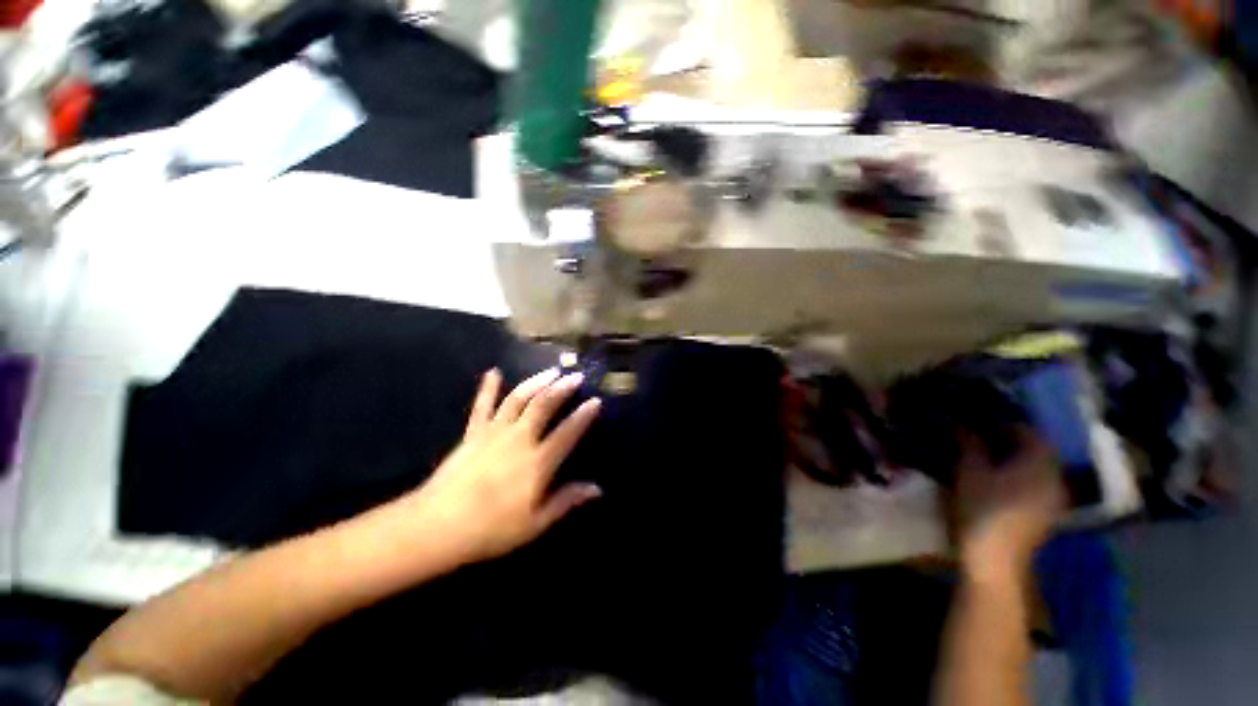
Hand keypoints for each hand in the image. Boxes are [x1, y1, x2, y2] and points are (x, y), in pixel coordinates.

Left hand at [403, 368, 602, 564]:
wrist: (437, 526)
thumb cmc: (490, 529)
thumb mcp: (535, 523)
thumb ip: (566, 501)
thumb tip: (597, 489)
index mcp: (538, 462)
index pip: (567, 433)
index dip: (583, 416)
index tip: (595, 401)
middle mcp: (519, 439)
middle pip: (543, 406)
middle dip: (562, 388)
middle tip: (576, 375)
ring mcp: (494, 432)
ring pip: (518, 399)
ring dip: (536, 382)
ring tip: (550, 371)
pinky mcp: (473, 433)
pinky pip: (482, 405)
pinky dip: (488, 388)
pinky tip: (494, 372)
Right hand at [952, 430, 1066, 583]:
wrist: (995, 559)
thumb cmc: (982, 510)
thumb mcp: (969, 472)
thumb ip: (970, 445)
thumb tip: (962, 423)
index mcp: (1040, 464)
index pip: (1028, 432)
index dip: (1003, 422)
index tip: (979, 419)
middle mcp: (1055, 477)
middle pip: (1037, 449)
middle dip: (1011, 439)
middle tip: (981, 434)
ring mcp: (1054, 497)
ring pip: (1038, 466)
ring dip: (1016, 457)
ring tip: (987, 454)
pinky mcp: (1047, 512)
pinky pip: (1038, 482)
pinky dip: (1021, 473)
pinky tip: (999, 477)